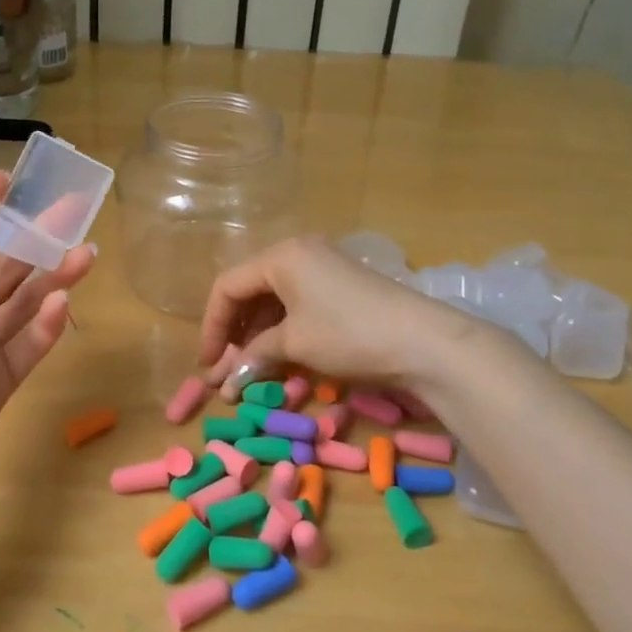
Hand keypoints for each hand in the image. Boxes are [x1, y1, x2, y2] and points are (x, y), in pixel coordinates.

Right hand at [197, 236, 479, 397]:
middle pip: (250, 290)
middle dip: (234, 333)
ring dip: (257, 335)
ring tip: (248, 369)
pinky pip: (298, 304)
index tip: (208, 364)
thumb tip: (228, 378)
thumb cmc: (348, 334)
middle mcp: (298, 253)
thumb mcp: (295, 344)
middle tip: (225, 370)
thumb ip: (255, 355)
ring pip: (274, 299)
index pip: (227, 287)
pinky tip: (278, 356)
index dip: (212, 327)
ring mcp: (323, 267)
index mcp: (281, 256)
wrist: (424, 341)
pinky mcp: (342, 286)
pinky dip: (283, 330)